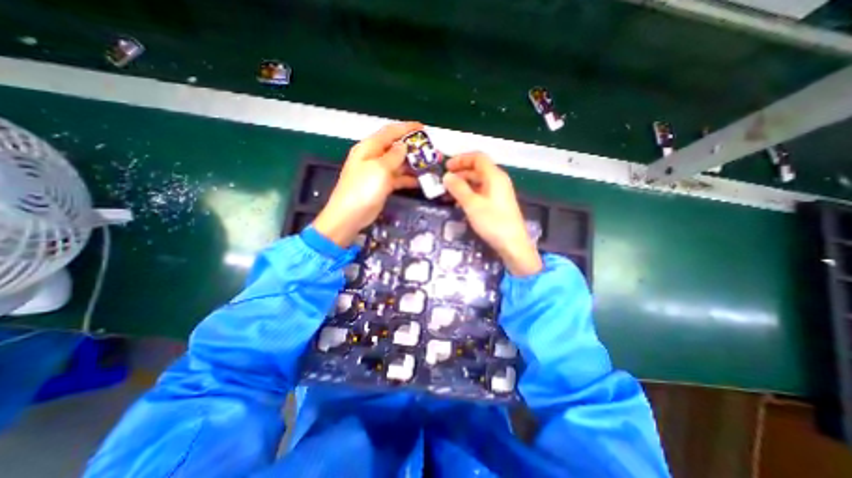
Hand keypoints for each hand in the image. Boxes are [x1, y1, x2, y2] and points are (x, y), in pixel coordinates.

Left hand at [312, 121, 421, 245]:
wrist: (350, 215)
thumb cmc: (363, 189)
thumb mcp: (379, 169)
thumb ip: (394, 156)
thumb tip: (403, 146)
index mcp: (369, 147)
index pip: (390, 132)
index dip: (407, 128)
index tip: (424, 128)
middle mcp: (374, 157)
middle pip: (396, 148)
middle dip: (414, 148)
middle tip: (432, 151)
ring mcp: (378, 172)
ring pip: (399, 164)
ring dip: (414, 164)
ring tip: (431, 165)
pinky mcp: (382, 185)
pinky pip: (398, 178)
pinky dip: (408, 179)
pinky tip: (421, 181)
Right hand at [443, 152, 540, 278]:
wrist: (512, 244)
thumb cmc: (493, 222)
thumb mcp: (472, 204)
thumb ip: (458, 188)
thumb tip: (446, 176)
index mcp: (494, 176)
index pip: (477, 158)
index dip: (461, 159)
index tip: (446, 167)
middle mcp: (498, 180)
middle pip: (477, 169)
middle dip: (460, 172)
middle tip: (444, 181)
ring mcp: (499, 192)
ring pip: (478, 182)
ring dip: (463, 184)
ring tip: (448, 193)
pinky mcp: (498, 203)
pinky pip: (481, 192)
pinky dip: (469, 194)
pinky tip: (459, 203)